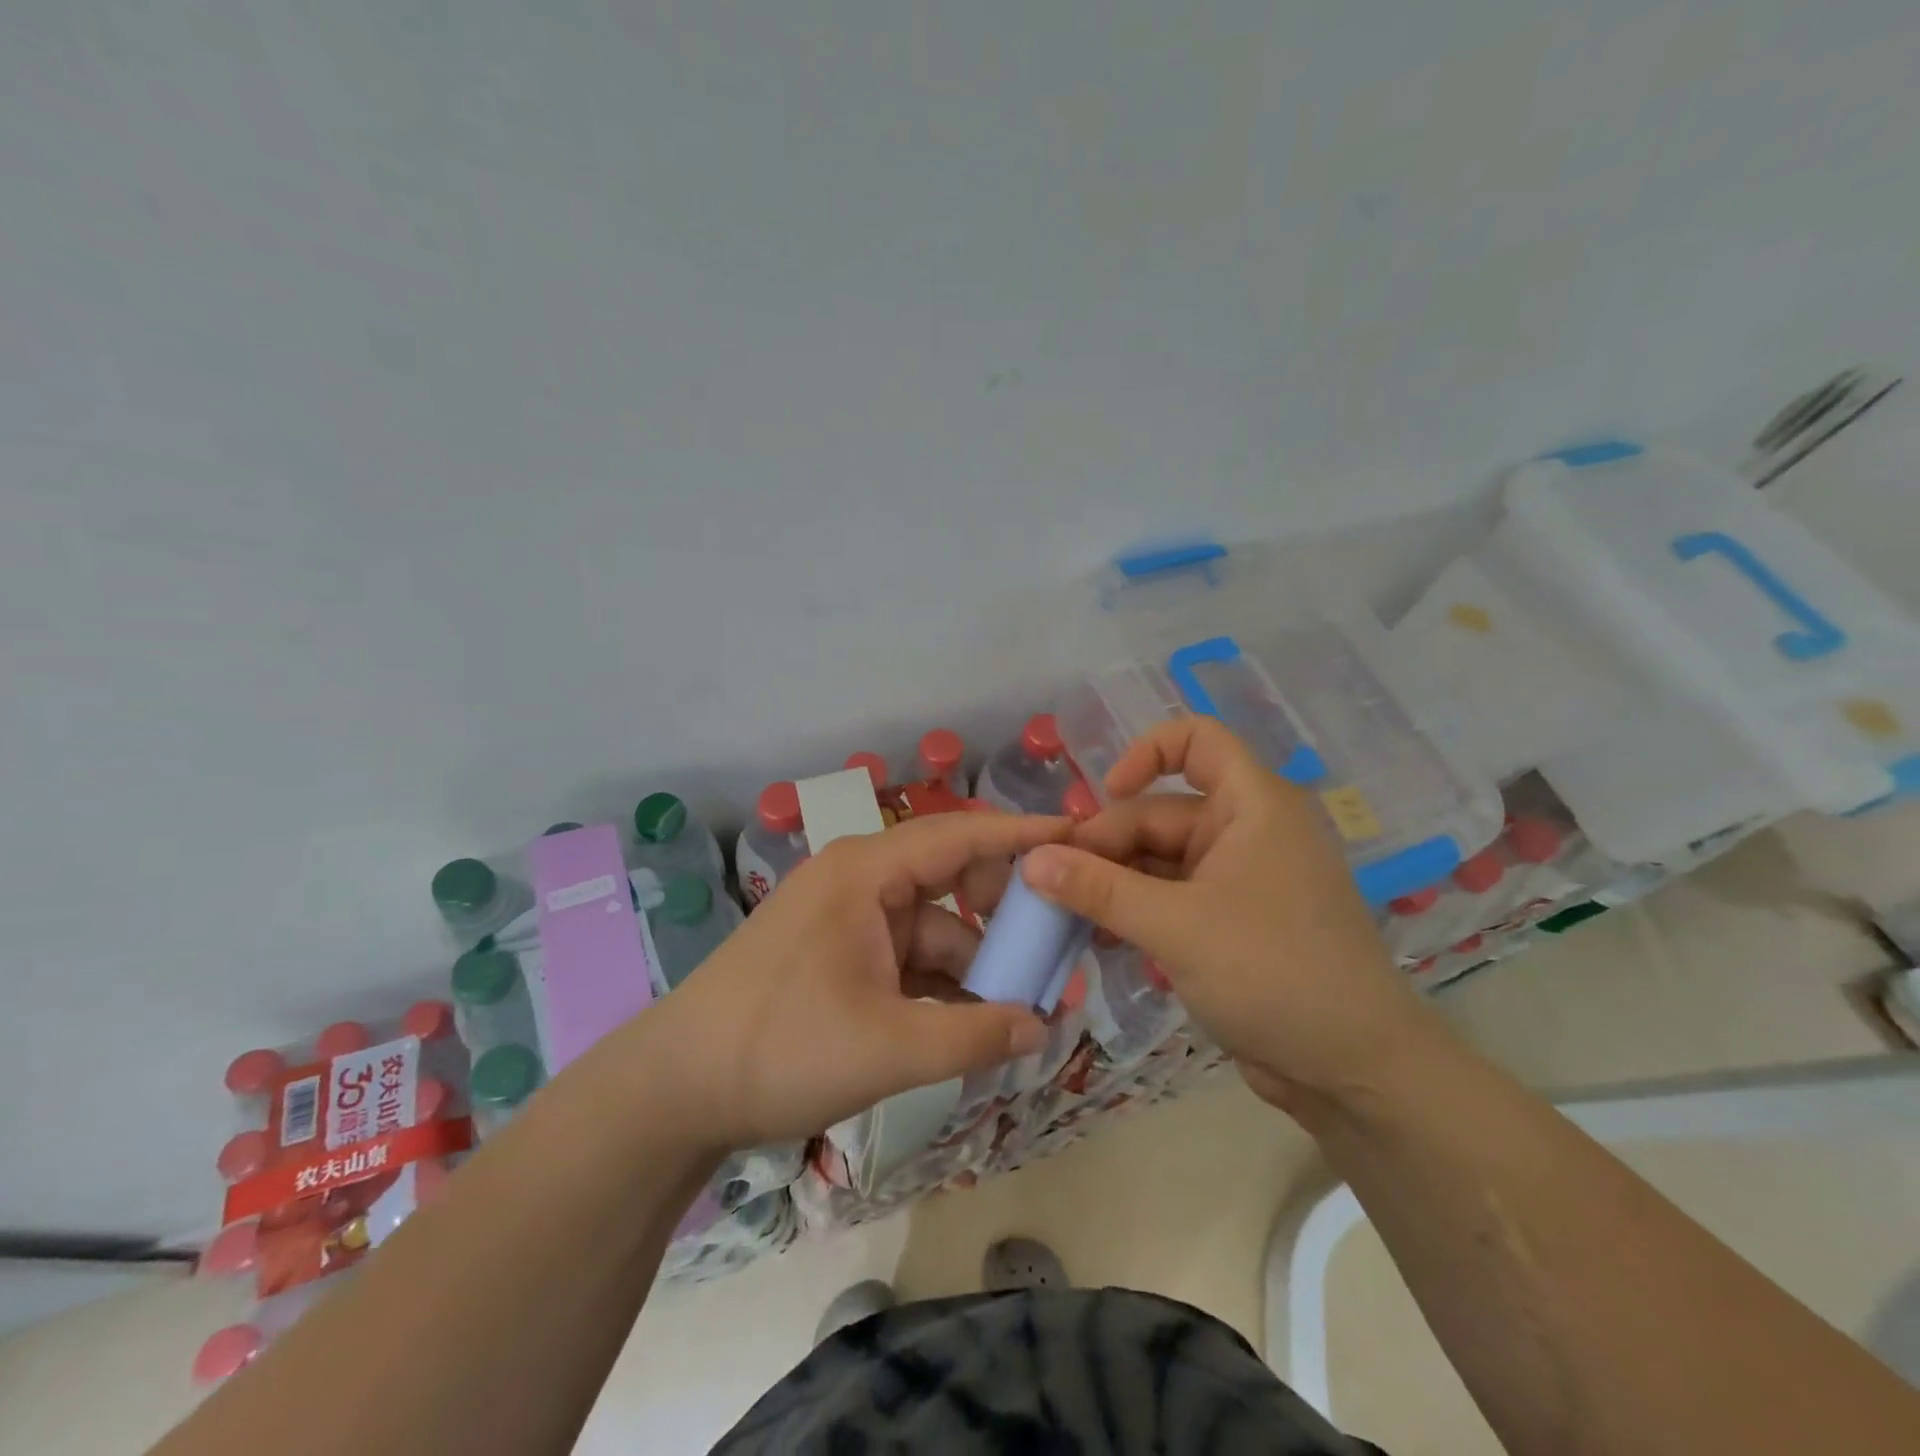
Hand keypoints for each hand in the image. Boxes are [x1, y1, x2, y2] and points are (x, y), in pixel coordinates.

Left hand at [636, 810, 1067, 1148]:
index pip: (961, 835)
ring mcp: (850, 922)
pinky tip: (979, 1025)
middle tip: (1063, 948)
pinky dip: (944, 988)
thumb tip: (1044, 1028)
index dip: (1024, 834)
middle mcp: (861, 883)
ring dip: (978, 966)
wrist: (673, 1090)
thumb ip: (975, 1035)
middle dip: (1007, 918)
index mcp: (867, 872)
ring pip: (935, 931)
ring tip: (1032, 1006)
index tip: (1081, 835)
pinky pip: (910, 961)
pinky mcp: (841, 959)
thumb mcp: (888, 1046)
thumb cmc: (779, 1047)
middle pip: (953, 882)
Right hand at [1020, 718, 1439, 1112]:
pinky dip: (1135, 911)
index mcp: (1252, 805)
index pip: (1197, 739)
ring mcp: (1238, 879)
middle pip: (1159, 813)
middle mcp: (1246, 830)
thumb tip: (1030, 859)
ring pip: (1158, 861)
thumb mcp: (1175, 926)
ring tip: (1062, 915)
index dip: (1145, 754)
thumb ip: (1098, 889)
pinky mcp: (1230, 921)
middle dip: (1106, 845)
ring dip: (1113, 884)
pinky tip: (1096, 938)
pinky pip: (1170, 897)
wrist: (1355, 1071)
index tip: (1105, 796)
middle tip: (1052, 885)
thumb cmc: (1274, 974)